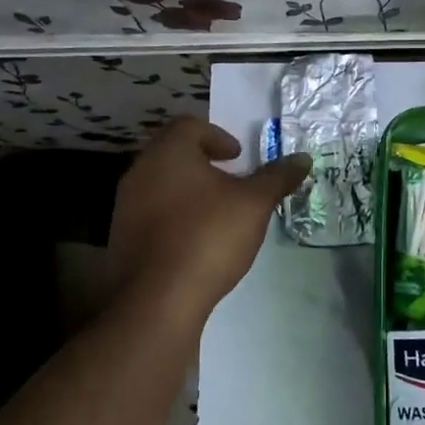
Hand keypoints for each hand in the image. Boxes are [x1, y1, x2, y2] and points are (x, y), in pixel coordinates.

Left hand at [108, 119, 310, 320]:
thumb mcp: (254, 204)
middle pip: (173, 153)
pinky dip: (174, 216)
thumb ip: (277, 177)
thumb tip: (303, 158)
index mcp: (168, 152)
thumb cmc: (208, 236)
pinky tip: (196, 240)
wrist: (157, 299)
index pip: (190, 125)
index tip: (239, 157)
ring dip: (189, 190)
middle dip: (204, 163)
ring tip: (217, 212)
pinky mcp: (121, 237)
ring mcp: (125, 205)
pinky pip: (152, 213)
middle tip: (232, 181)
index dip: (218, 136)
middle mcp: (140, 171)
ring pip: (161, 184)